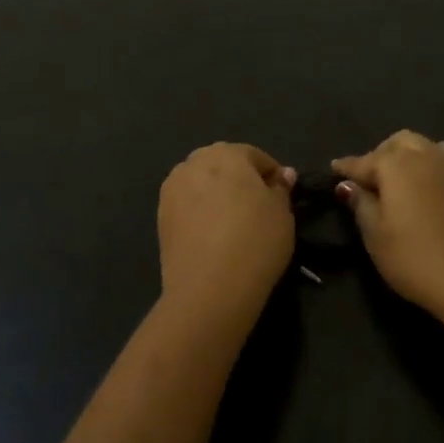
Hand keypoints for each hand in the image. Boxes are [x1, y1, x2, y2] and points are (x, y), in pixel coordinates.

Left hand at [158, 143, 296, 317]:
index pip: (256, 156)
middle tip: (257, 208)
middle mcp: (194, 162)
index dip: (272, 175)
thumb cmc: (255, 241)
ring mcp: (172, 189)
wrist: (209, 288)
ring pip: (201, 183)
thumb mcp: (283, 214)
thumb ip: (281, 189)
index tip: (282, 197)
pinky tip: (212, 235)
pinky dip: (200, 213)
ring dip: (216, 194)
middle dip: (240, 179)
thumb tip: (282, 175)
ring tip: (232, 222)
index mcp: (227, 154)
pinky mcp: (160, 216)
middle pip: (223, 164)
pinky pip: (187, 205)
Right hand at [332, 130, 443, 319]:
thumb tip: (349, 185)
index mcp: (397, 164)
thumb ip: (361, 204)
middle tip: (370, 179)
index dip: (346, 167)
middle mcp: (427, 156)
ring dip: (411, 157)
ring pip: (428, 148)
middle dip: (381, 154)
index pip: (364, 161)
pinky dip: (433, 170)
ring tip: (402, 181)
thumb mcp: (376, 236)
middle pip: (399, 142)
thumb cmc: (415, 259)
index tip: (334, 169)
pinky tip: (430, 192)